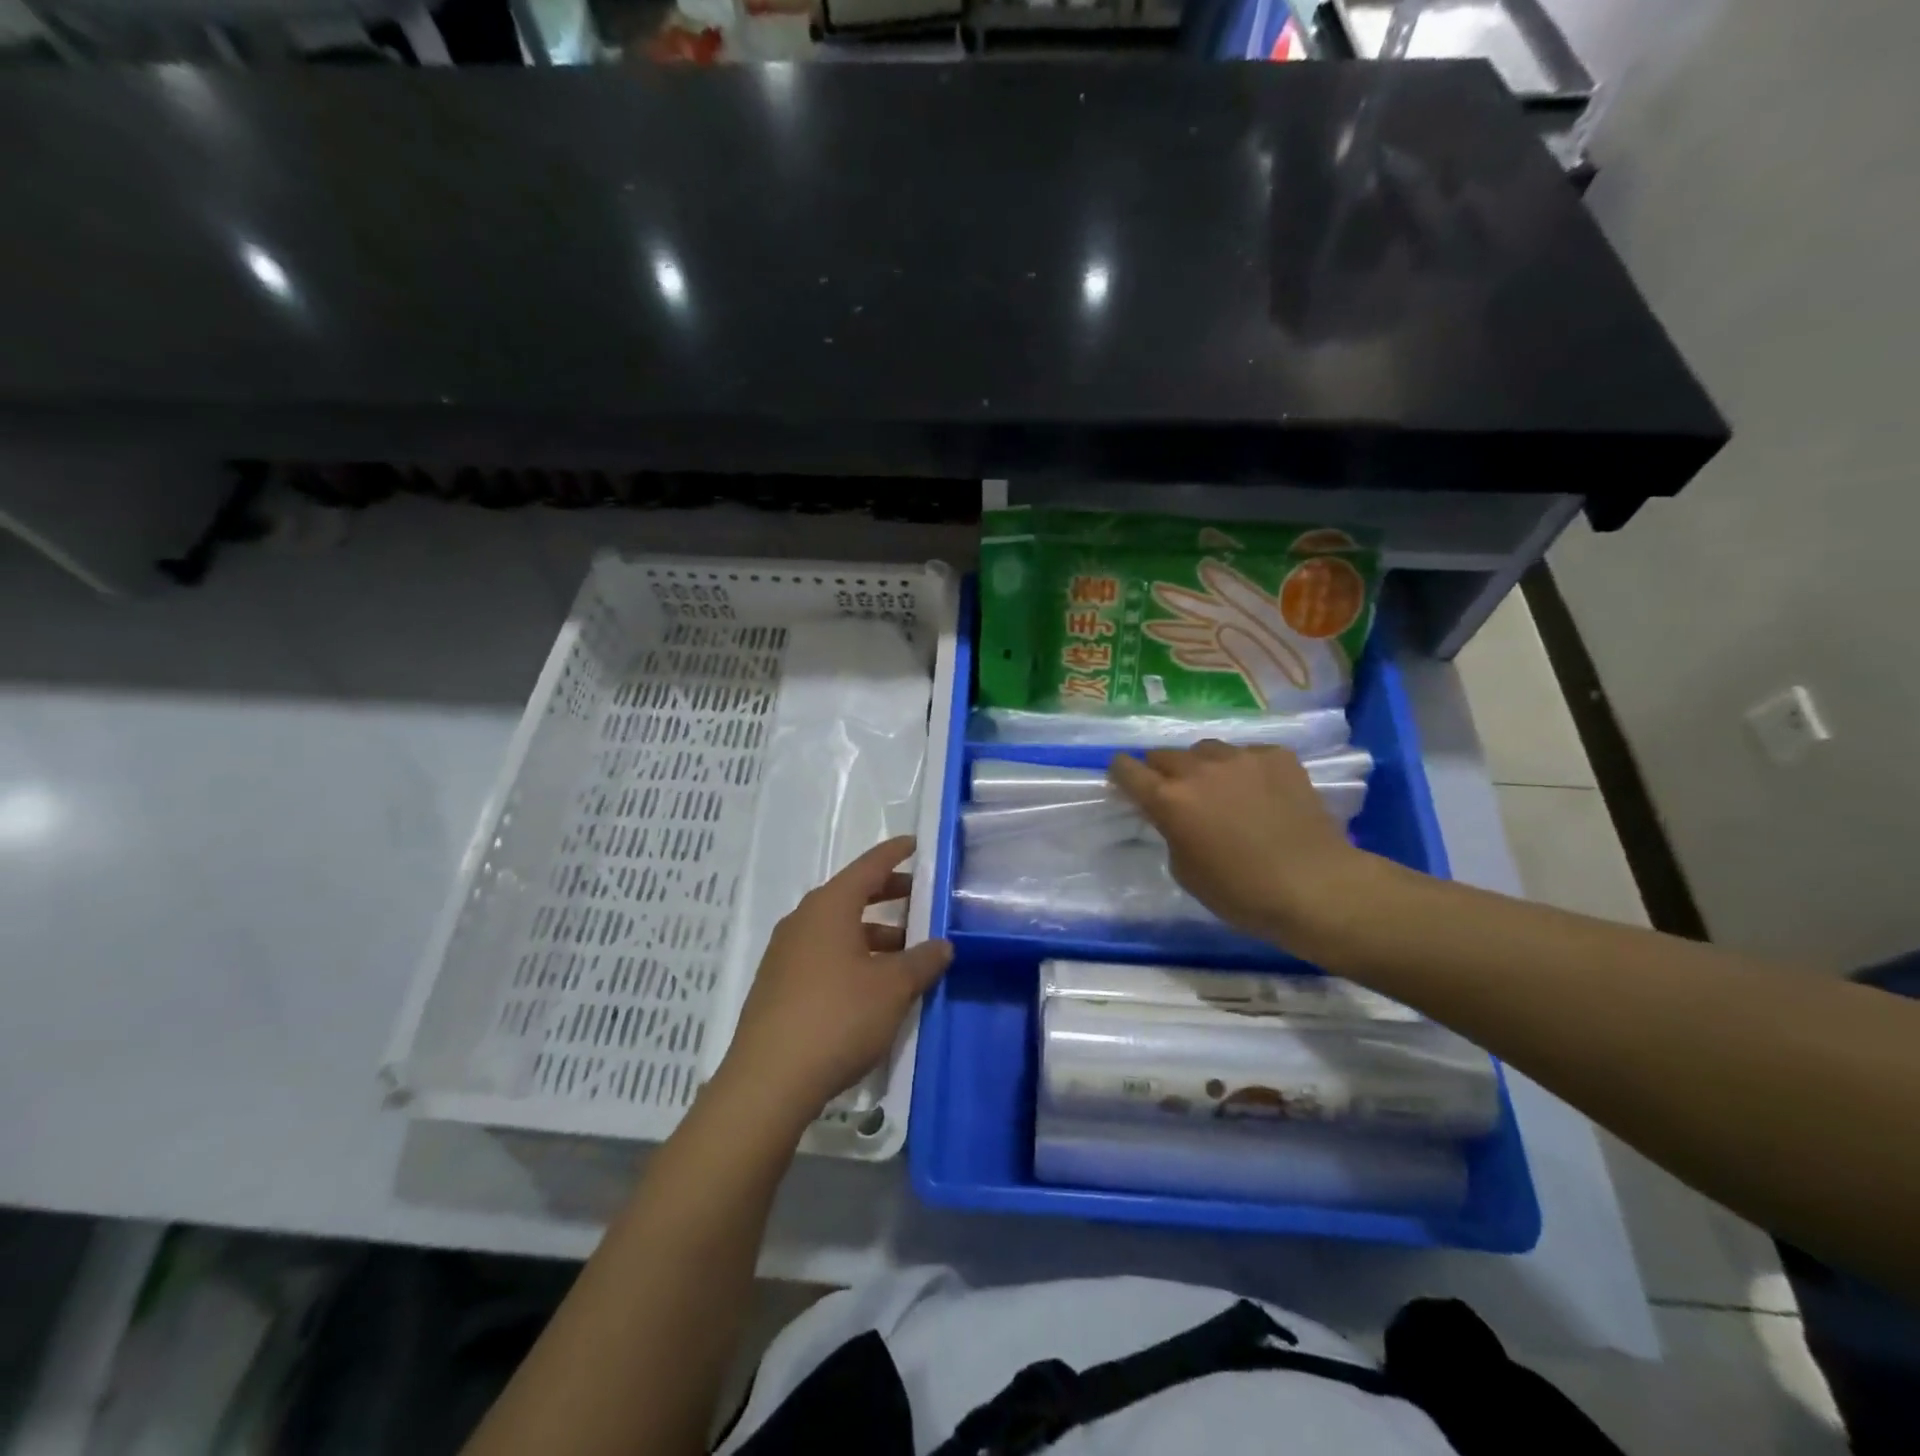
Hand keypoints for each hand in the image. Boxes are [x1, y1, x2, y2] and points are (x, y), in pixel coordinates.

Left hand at [716, 836, 951, 1120]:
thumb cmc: (838, 1017)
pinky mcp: (778, 985)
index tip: (914, 845)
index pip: (867, 867)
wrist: (769, 1080)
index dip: (893, 854)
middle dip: (886, 895)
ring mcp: (785, 954)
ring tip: (904, 951)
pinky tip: (871, 983)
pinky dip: (851, 955)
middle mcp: (803, 921)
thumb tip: (943, 945)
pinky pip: (822, 954)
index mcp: (829, 908)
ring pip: (837, 929)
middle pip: (850, 896)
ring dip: (871, 933)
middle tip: (918, 898)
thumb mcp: (893, 988)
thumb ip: (922, 961)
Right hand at [1109, 742, 1374, 948]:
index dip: (1121, 774)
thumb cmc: (1241, 892)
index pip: (1127, 769)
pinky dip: (1244, 770)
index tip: (1124, 781)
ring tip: (1219, 788)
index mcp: (1169, 799)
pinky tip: (1259, 792)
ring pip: (1206, 750)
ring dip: (1202, 766)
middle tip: (1174, 793)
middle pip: (1164, 755)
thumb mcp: (1185, 870)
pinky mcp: (1278, 757)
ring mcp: (1241, 757)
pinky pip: (1248, 754)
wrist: (1316, 886)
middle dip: (1161, 771)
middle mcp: (1199, 769)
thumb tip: (1175, 817)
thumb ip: (1170, 832)